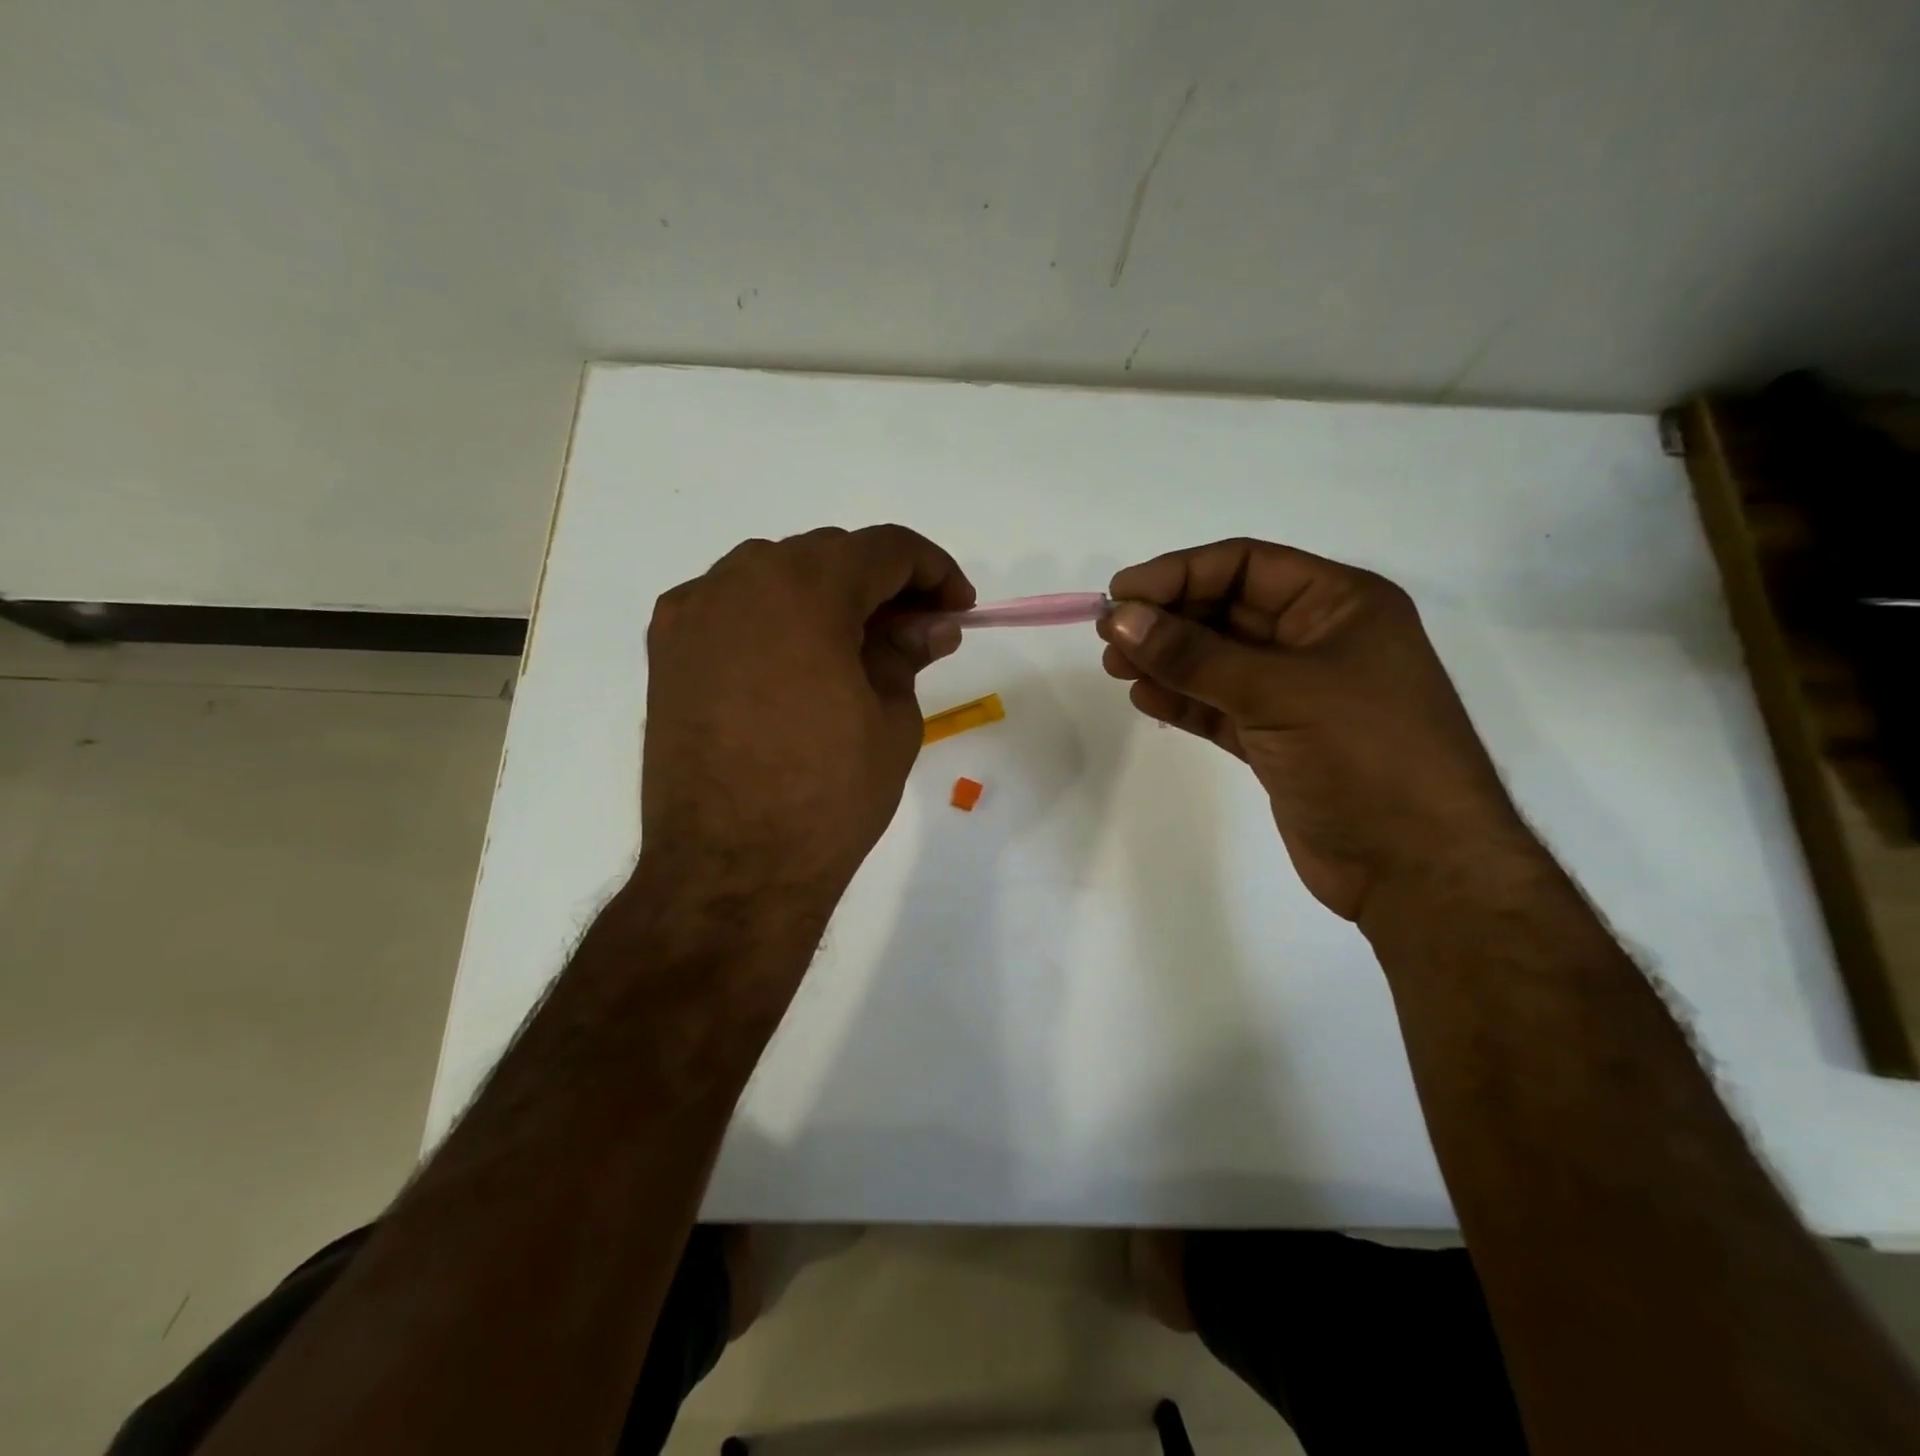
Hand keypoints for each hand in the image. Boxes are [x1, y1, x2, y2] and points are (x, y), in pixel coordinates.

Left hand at [641, 525, 972, 916]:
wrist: (730, 869)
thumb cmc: (828, 797)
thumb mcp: (892, 720)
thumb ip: (908, 654)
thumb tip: (932, 625)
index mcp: (806, 589)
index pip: (886, 549)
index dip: (934, 570)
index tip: (957, 608)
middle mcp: (739, 579)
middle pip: (828, 555)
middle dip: (881, 584)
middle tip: (915, 631)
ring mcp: (693, 612)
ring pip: (774, 574)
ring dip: (825, 595)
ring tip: (855, 646)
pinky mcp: (666, 650)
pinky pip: (731, 606)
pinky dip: (773, 617)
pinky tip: (794, 660)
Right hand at [1098, 539, 1532, 920]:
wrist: (1418, 867)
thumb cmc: (1364, 756)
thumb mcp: (1278, 692)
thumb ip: (1194, 655)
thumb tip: (1120, 617)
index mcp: (1340, 604)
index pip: (1246, 566)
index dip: (1179, 574)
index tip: (1120, 594)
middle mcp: (1318, 640)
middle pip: (1227, 611)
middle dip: (1167, 620)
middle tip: (1109, 636)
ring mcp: (1297, 692)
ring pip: (1218, 661)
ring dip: (1167, 660)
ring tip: (1116, 667)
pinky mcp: (1278, 739)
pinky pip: (1220, 705)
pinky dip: (1184, 700)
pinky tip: (1145, 698)